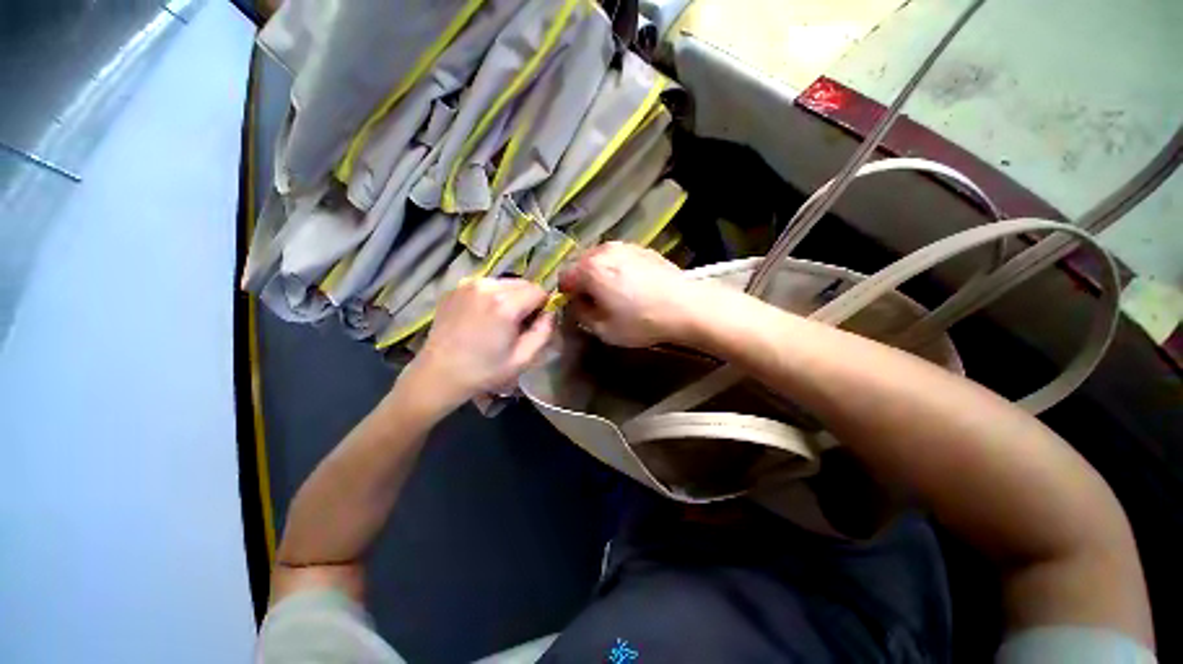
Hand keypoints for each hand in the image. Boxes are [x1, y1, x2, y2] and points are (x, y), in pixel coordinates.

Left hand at [410, 278, 553, 406]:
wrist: (438, 374)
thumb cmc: (484, 371)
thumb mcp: (523, 359)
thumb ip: (544, 332)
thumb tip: (551, 313)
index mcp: (505, 304)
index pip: (539, 291)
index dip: (543, 306)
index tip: (535, 323)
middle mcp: (487, 286)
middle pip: (523, 283)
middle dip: (528, 300)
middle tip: (518, 324)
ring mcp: (468, 284)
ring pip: (505, 283)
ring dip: (510, 297)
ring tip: (499, 321)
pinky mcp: (456, 287)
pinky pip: (486, 286)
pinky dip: (492, 296)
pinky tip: (482, 317)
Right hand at [558, 242, 709, 347]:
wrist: (686, 307)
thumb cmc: (642, 321)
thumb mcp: (604, 329)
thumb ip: (581, 314)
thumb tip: (577, 303)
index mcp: (590, 268)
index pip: (564, 277)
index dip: (567, 294)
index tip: (579, 307)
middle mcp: (604, 250)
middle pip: (581, 264)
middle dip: (583, 281)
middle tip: (596, 301)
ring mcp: (625, 246)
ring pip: (600, 258)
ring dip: (600, 273)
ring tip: (615, 292)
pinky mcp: (643, 248)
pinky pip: (619, 257)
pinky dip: (617, 268)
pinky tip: (632, 284)